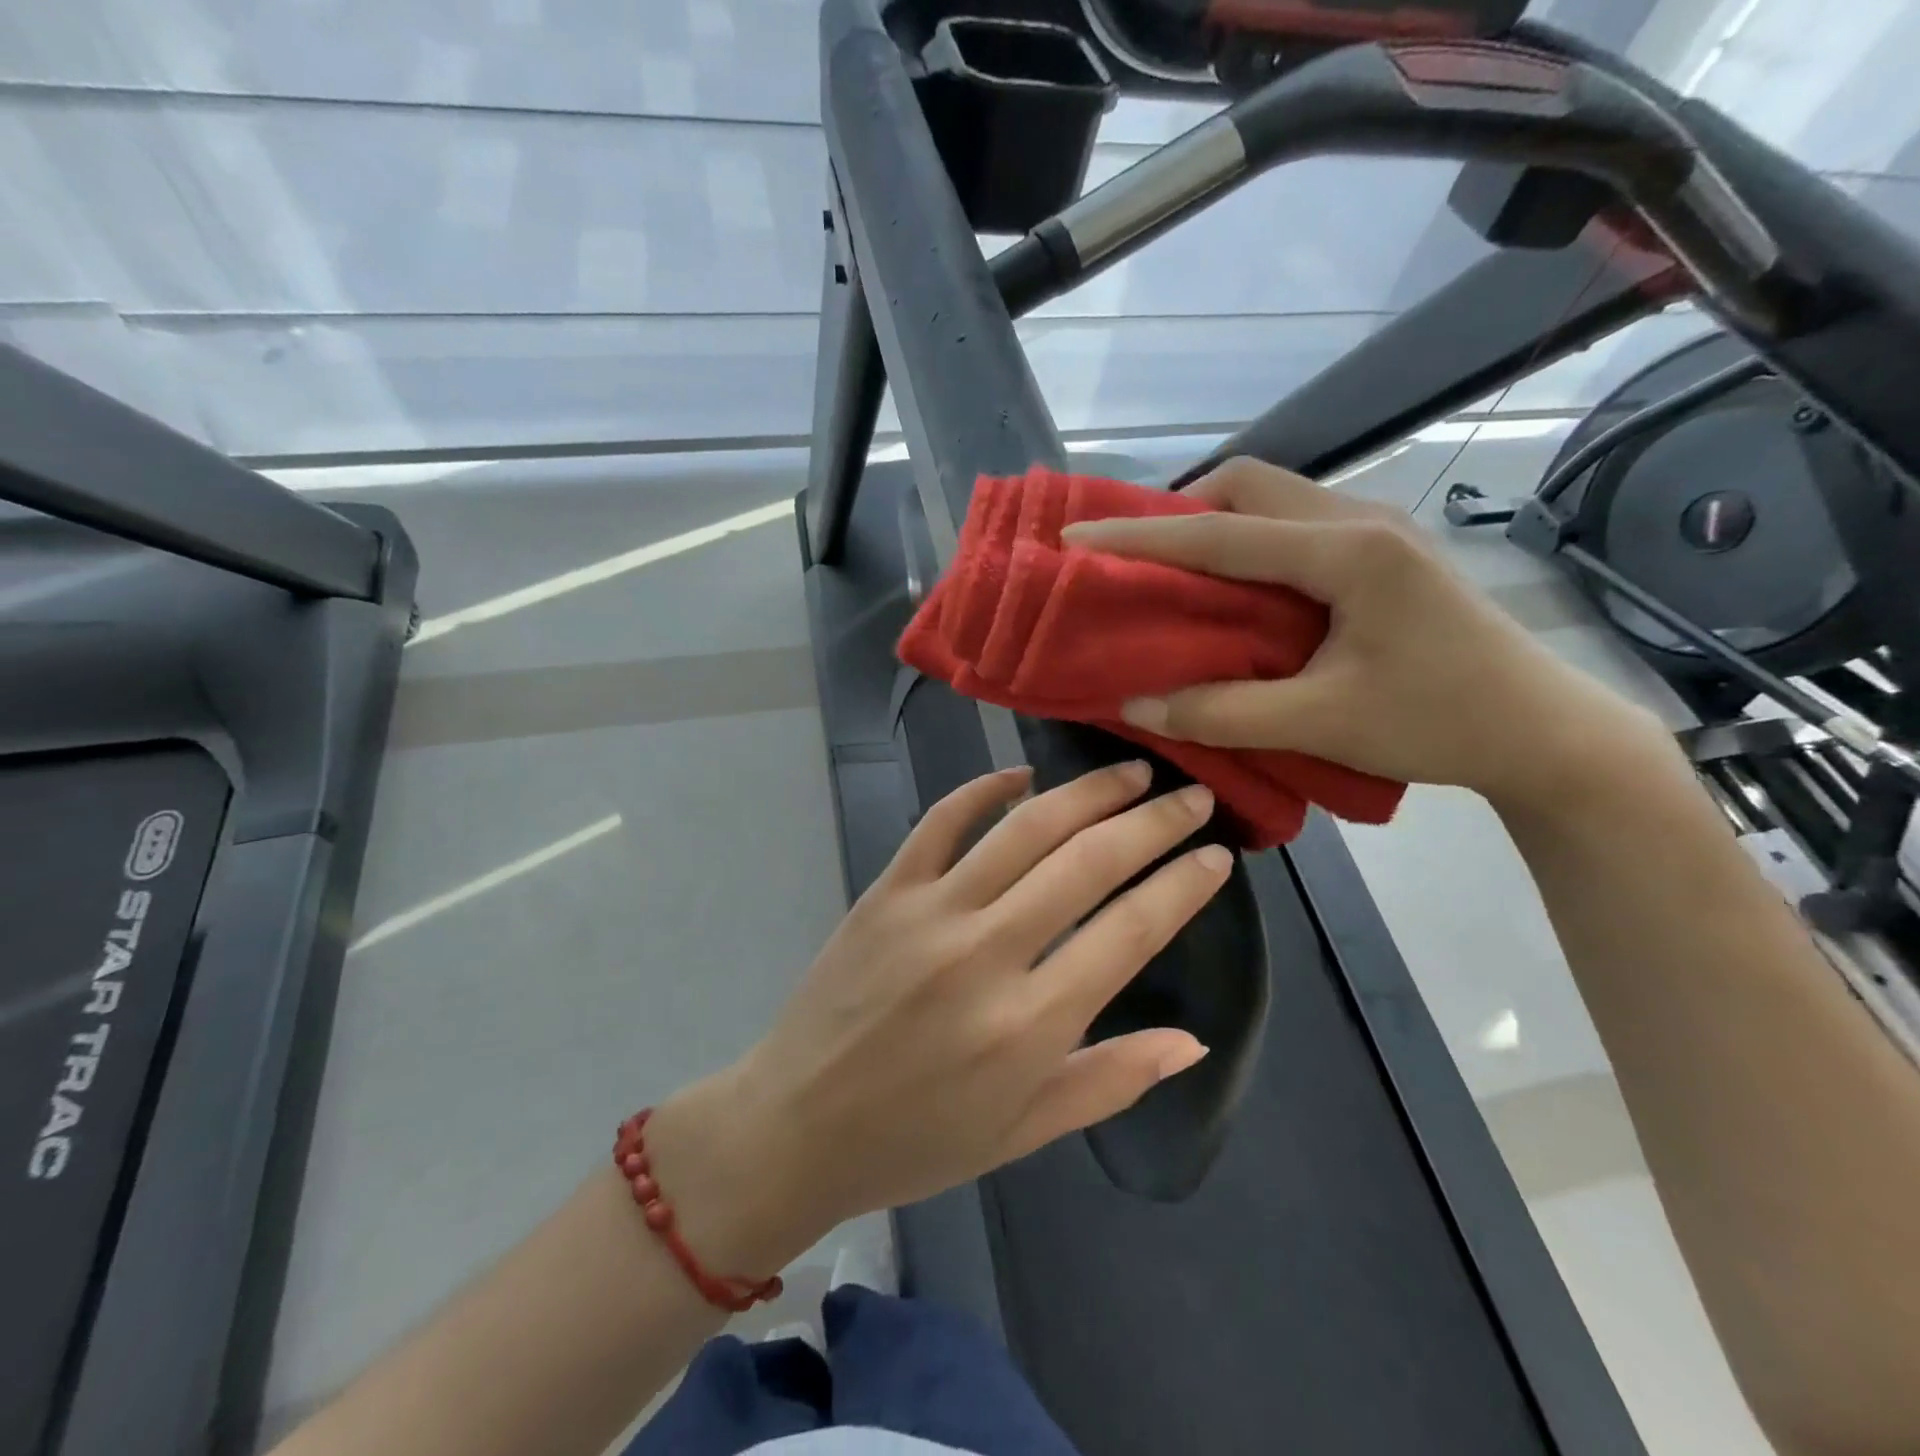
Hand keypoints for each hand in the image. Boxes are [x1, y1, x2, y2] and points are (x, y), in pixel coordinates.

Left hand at [647, 764, 1227, 1274]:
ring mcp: (931, 912)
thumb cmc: (916, 1142)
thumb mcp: (1023, 1133)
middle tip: (1190, 796)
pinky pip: (942, 821)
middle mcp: (986, 953)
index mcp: (1030, 1024)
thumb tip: (1190, 1040)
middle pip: (1088, 862)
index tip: (1217, 853)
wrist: (796, 1126)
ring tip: (1129, 773)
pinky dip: (984, 788)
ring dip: (1086, 792)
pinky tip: (1022, 775)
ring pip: (1024, 828)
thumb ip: (1110, 1081)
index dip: (1184, 884)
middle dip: (1152, 822)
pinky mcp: (887, 891)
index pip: (1132, 930)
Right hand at [1058, 457, 1668, 810]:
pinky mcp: (1384, 552)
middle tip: (1134, 559)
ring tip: (1173, 574)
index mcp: (1346, 553)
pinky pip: (1294, 525)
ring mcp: (1377, 531)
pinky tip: (1234, 589)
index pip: (1219, 535)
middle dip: (1178, 512)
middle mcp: (1360, 521)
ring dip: (1214, 525)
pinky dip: (1246, 543)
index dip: (1139, 537)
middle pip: (1247, 485)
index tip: (1075, 537)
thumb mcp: (1320, 724)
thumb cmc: (1438, 723)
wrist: (1543, 731)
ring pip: (1272, 500)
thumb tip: (1135, 706)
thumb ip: (1220, 712)